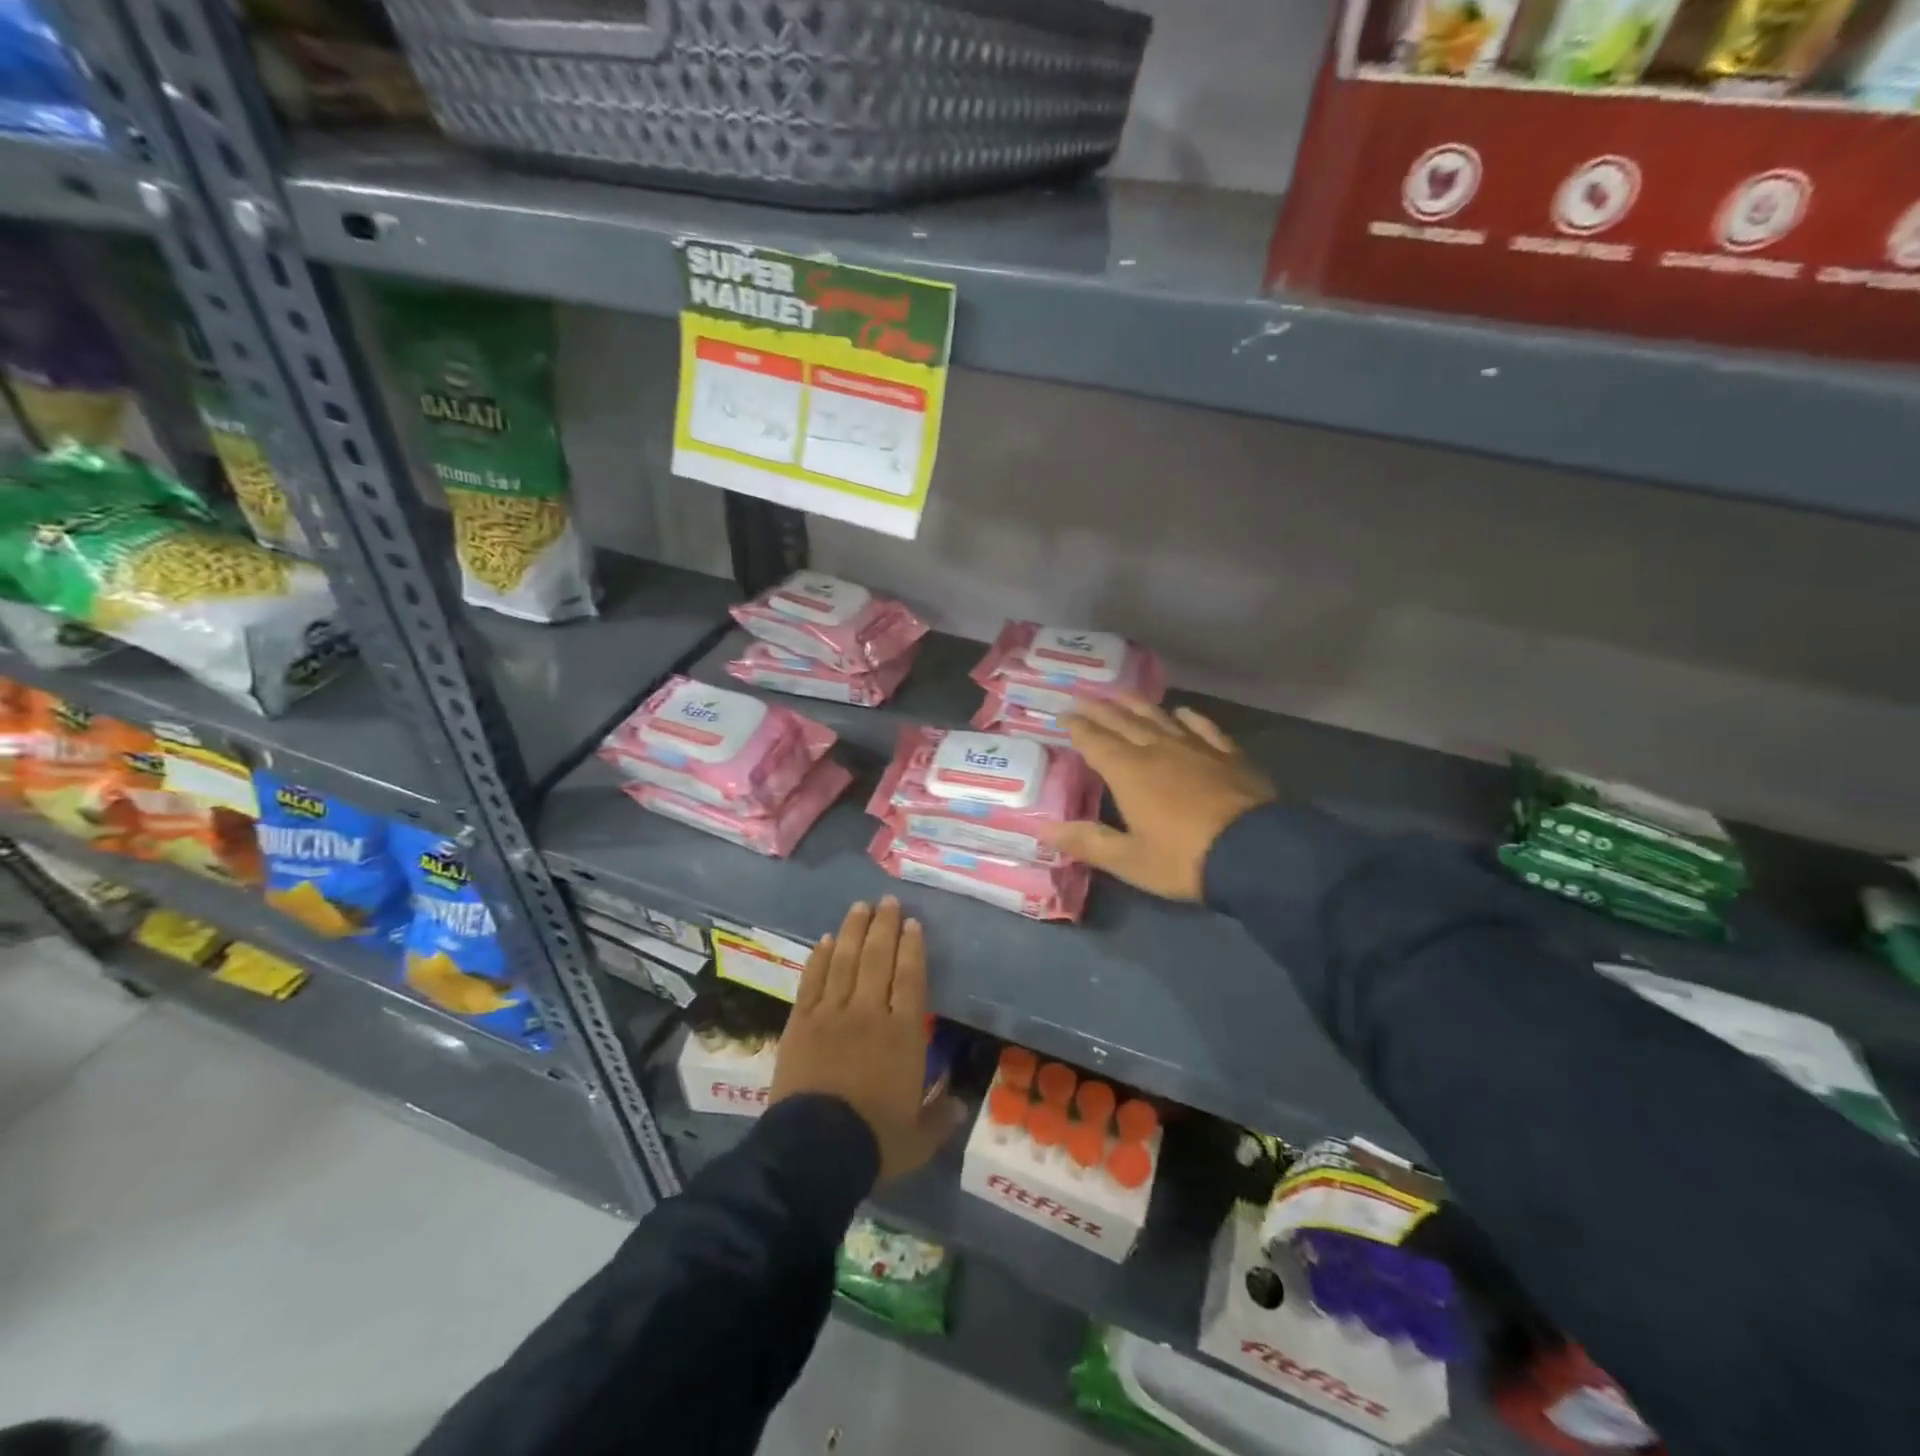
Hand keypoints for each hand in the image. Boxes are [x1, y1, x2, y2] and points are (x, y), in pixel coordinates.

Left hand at [771, 898, 965, 1183]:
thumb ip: (941, 1117)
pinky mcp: (800, 1023)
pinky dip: (819, 958)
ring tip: (860, 906)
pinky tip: (824, 941)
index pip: (910, 977)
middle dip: (884, 926)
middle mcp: (868, 1013)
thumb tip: (962, 1105)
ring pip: (844, 961)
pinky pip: (812, 981)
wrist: (813, 1152)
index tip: (912, 923)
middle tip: (887, 901)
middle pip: (877, 958)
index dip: (912, 947)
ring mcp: (831, 1014)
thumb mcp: (918, 1138)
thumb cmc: (874, 1141)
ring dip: (852, 930)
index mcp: (903, 1034)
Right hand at [1046, 697, 1275, 900]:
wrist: (1257, 854)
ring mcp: (1196, 748)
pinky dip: (1188, 717)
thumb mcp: (1129, 860)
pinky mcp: (1228, 755)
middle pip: (1123, 722)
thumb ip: (1087, 842)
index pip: (1095, 741)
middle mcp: (1158, 750)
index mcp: (1129, 772)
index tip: (1063, 714)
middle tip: (1083, 695)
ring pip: (1159, 717)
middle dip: (1100, 708)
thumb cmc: (1184, 859)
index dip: (1077, 727)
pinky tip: (1182, 712)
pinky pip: (1203, 728)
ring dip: (1137, 704)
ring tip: (1121, 694)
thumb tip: (1044, 829)